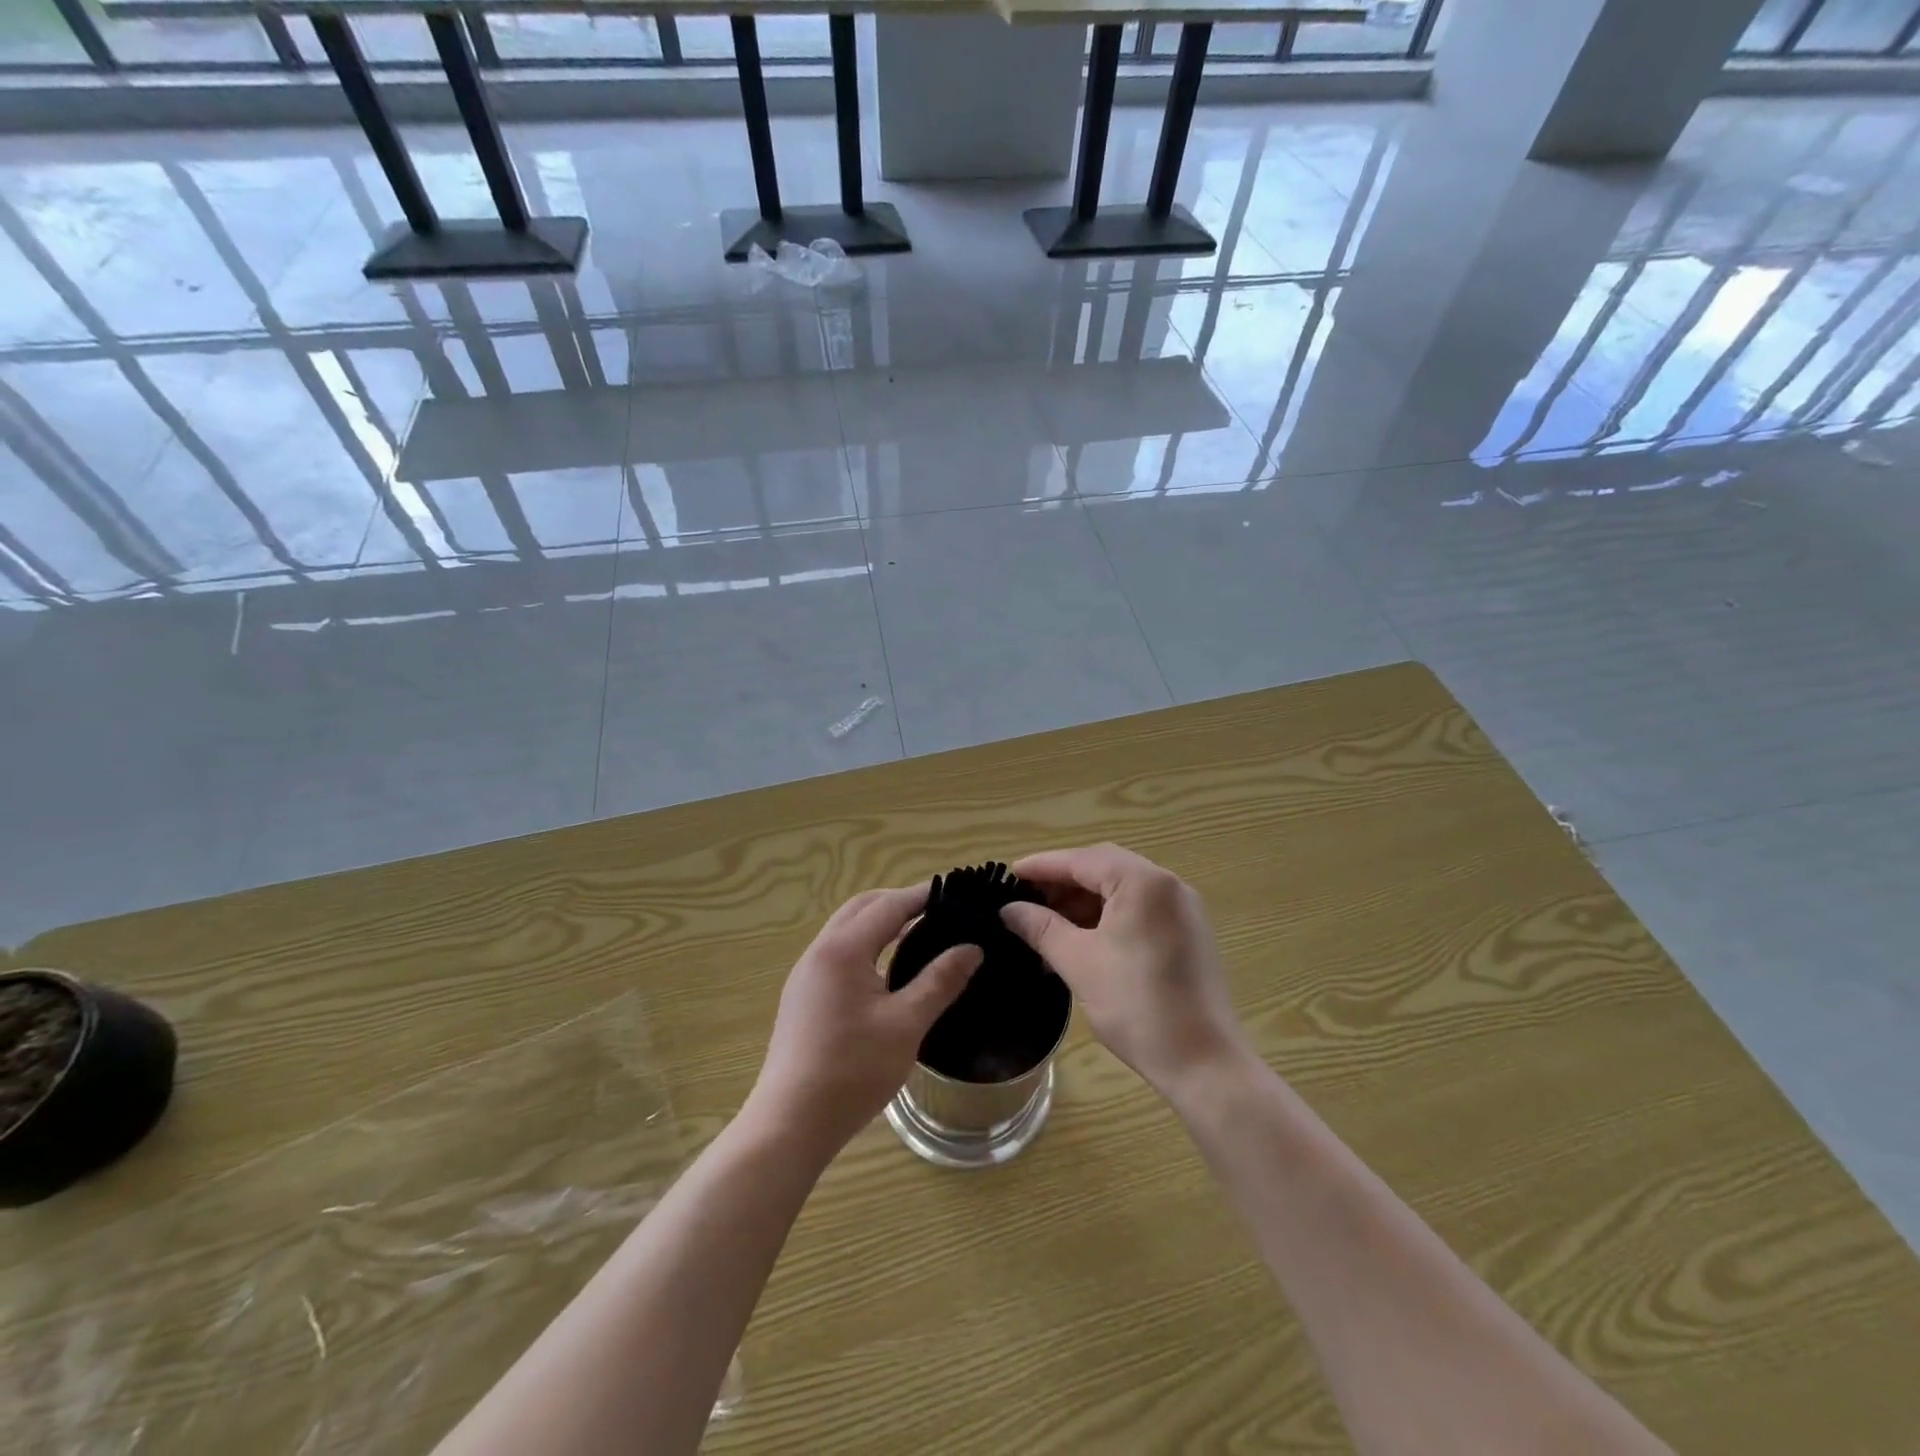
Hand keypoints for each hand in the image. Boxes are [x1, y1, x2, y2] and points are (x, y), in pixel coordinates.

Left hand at [747, 885, 981, 1158]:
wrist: (791, 1123)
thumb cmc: (853, 1071)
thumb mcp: (906, 1024)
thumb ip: (940, 981)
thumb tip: (972, 948)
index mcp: (843, 950)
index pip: (889, 905)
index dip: (923, 895)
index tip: (956, 891)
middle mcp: (820, 952)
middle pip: (862, 907)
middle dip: (899, 902)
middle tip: (938, 911)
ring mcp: (806, 974)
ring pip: (846, 929)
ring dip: (880, 923)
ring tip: (919, 935)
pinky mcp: (803, 996)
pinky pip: (838, 952)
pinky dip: (866, 945)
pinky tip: (887, 970)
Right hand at [999, 844, 1250, 1098]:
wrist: (1203, 1062)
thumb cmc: (1136, 1005)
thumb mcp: (1079, 962)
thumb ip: (1041, 928)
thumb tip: (1009, 909)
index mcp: (1143, 882)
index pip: (1082, 861)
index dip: (1042, 866)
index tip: (1009, 874)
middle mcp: (1168, 884)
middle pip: (1104, 868)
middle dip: (1063, 883)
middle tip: (1026, 900)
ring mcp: (1183, 908)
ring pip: (1122, 889)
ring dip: (1084, 901)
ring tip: (1048, 924)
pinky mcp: (1188, 932)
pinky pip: (1139, 909)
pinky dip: (1107, 916)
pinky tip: (1082, 939)